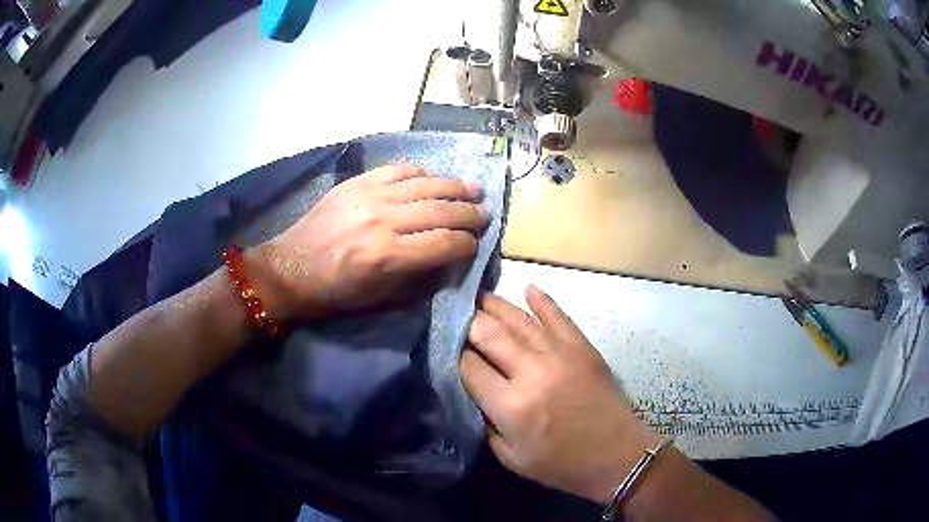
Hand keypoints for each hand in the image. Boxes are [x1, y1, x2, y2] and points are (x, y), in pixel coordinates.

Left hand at [251, 164, 487, 319]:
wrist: (290, 268)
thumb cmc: (334, 292)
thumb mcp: (379, 299)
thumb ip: (418, 277)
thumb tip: (448, 258)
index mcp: (388, 256)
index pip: (444, 243)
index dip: (467, 243)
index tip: (475, 244)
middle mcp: (383, 221)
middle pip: (440, 210)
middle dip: (469, 213)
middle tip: (485, 213)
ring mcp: (369, 196)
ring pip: (424, 185)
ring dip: (454, 186)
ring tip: (473, 188)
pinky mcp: (356, 183)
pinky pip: (397, 170)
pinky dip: (420, 173)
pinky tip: (433, 178)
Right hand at [460, 286, 661, 502]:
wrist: (617, 456)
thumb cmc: (562, 465)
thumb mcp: (511, 457)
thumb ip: (486, 422)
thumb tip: (475, 390)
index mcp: (511, 405)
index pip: (469, 366)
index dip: (453, 354)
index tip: (446, 347)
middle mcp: (532, 372)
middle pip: (489, 333)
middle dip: (468, 322)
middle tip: (455, 314)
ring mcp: (560, 354)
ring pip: (519, 320)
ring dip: (495, 305)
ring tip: (478, 296)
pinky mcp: (583, 347)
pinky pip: (558, 316)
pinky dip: (542, 300)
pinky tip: (527, 288)